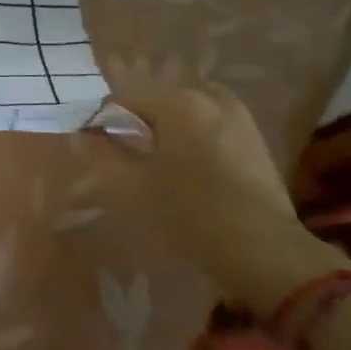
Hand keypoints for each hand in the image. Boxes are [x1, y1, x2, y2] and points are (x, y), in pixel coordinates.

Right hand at [107, 85, 349, 314]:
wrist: (265, 251)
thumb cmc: (191, 213)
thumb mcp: (137, 184)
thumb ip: (107, 151)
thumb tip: (85, 132)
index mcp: (177, 103)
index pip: (124, 100)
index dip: (101, 119)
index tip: (88, 140)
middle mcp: (209, 98)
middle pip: (157, 102)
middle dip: (136, 122)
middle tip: (121, 153)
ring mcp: (237, 117)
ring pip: (186, 113)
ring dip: (166, 128)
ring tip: (154, 159)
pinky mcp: (255, 139)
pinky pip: (211, 125)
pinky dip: (192, 136)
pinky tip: (186, 165)